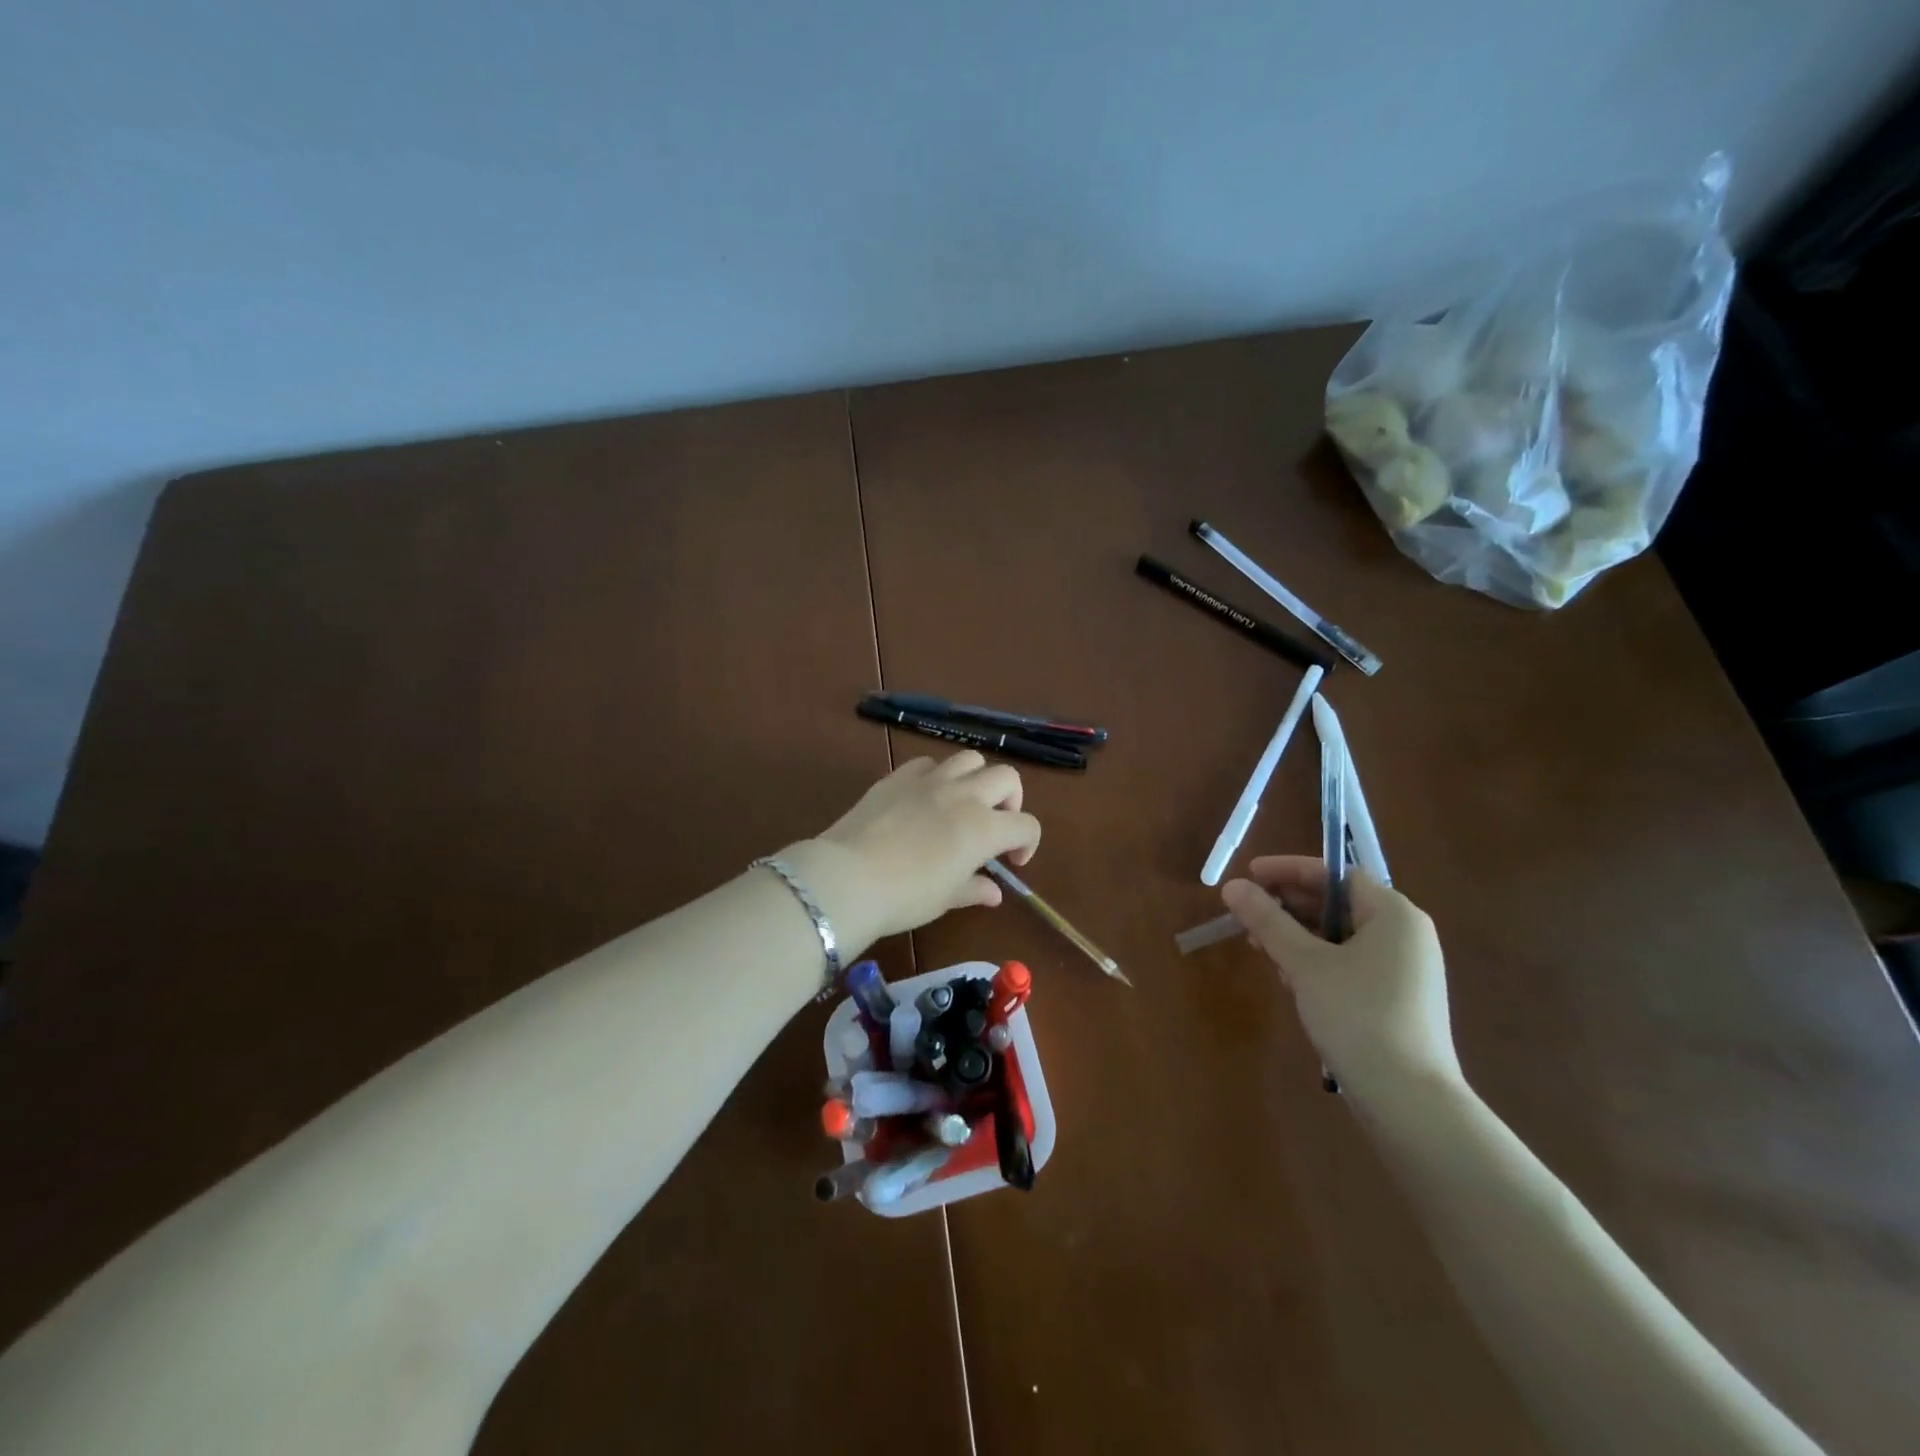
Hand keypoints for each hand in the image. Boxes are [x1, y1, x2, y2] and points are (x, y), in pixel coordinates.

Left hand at [782, 753, 1041, 953]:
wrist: (849, 877)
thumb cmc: (905, 896)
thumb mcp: (946, 898)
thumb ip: (974, 889)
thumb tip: (993, 891)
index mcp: (984, 828)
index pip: (1026, 825)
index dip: (1028, 843)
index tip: (1012, 862)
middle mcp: (964, 795)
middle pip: (1007, 777)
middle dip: (1010, 800)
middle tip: (995, 824)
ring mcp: (930, 780)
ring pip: (969, 758)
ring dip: (976, 778)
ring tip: (963, 802)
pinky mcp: (899, 775)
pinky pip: (928, 763)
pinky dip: (937, 775)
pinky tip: (925, 797)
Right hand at [1220, 856, 1460, 1098]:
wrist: (1409, 1100)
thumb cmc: (1357, 1015)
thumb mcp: (1304, 963)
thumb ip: (1267, 920)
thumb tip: (1232, 886)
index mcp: (1394, 914)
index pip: (1336, 873)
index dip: (1289, 870)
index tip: (1250, 875)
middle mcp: (1406, 935)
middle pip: (1338, 903)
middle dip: (1289, 907)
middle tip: (1248, 916)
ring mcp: (1405, 970)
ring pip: (1340, 936)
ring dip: (1298, 936)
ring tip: (1262, 951)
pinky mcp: (1398, 1000)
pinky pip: (1350, 963)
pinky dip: (1317, 962)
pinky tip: (1290, 980)